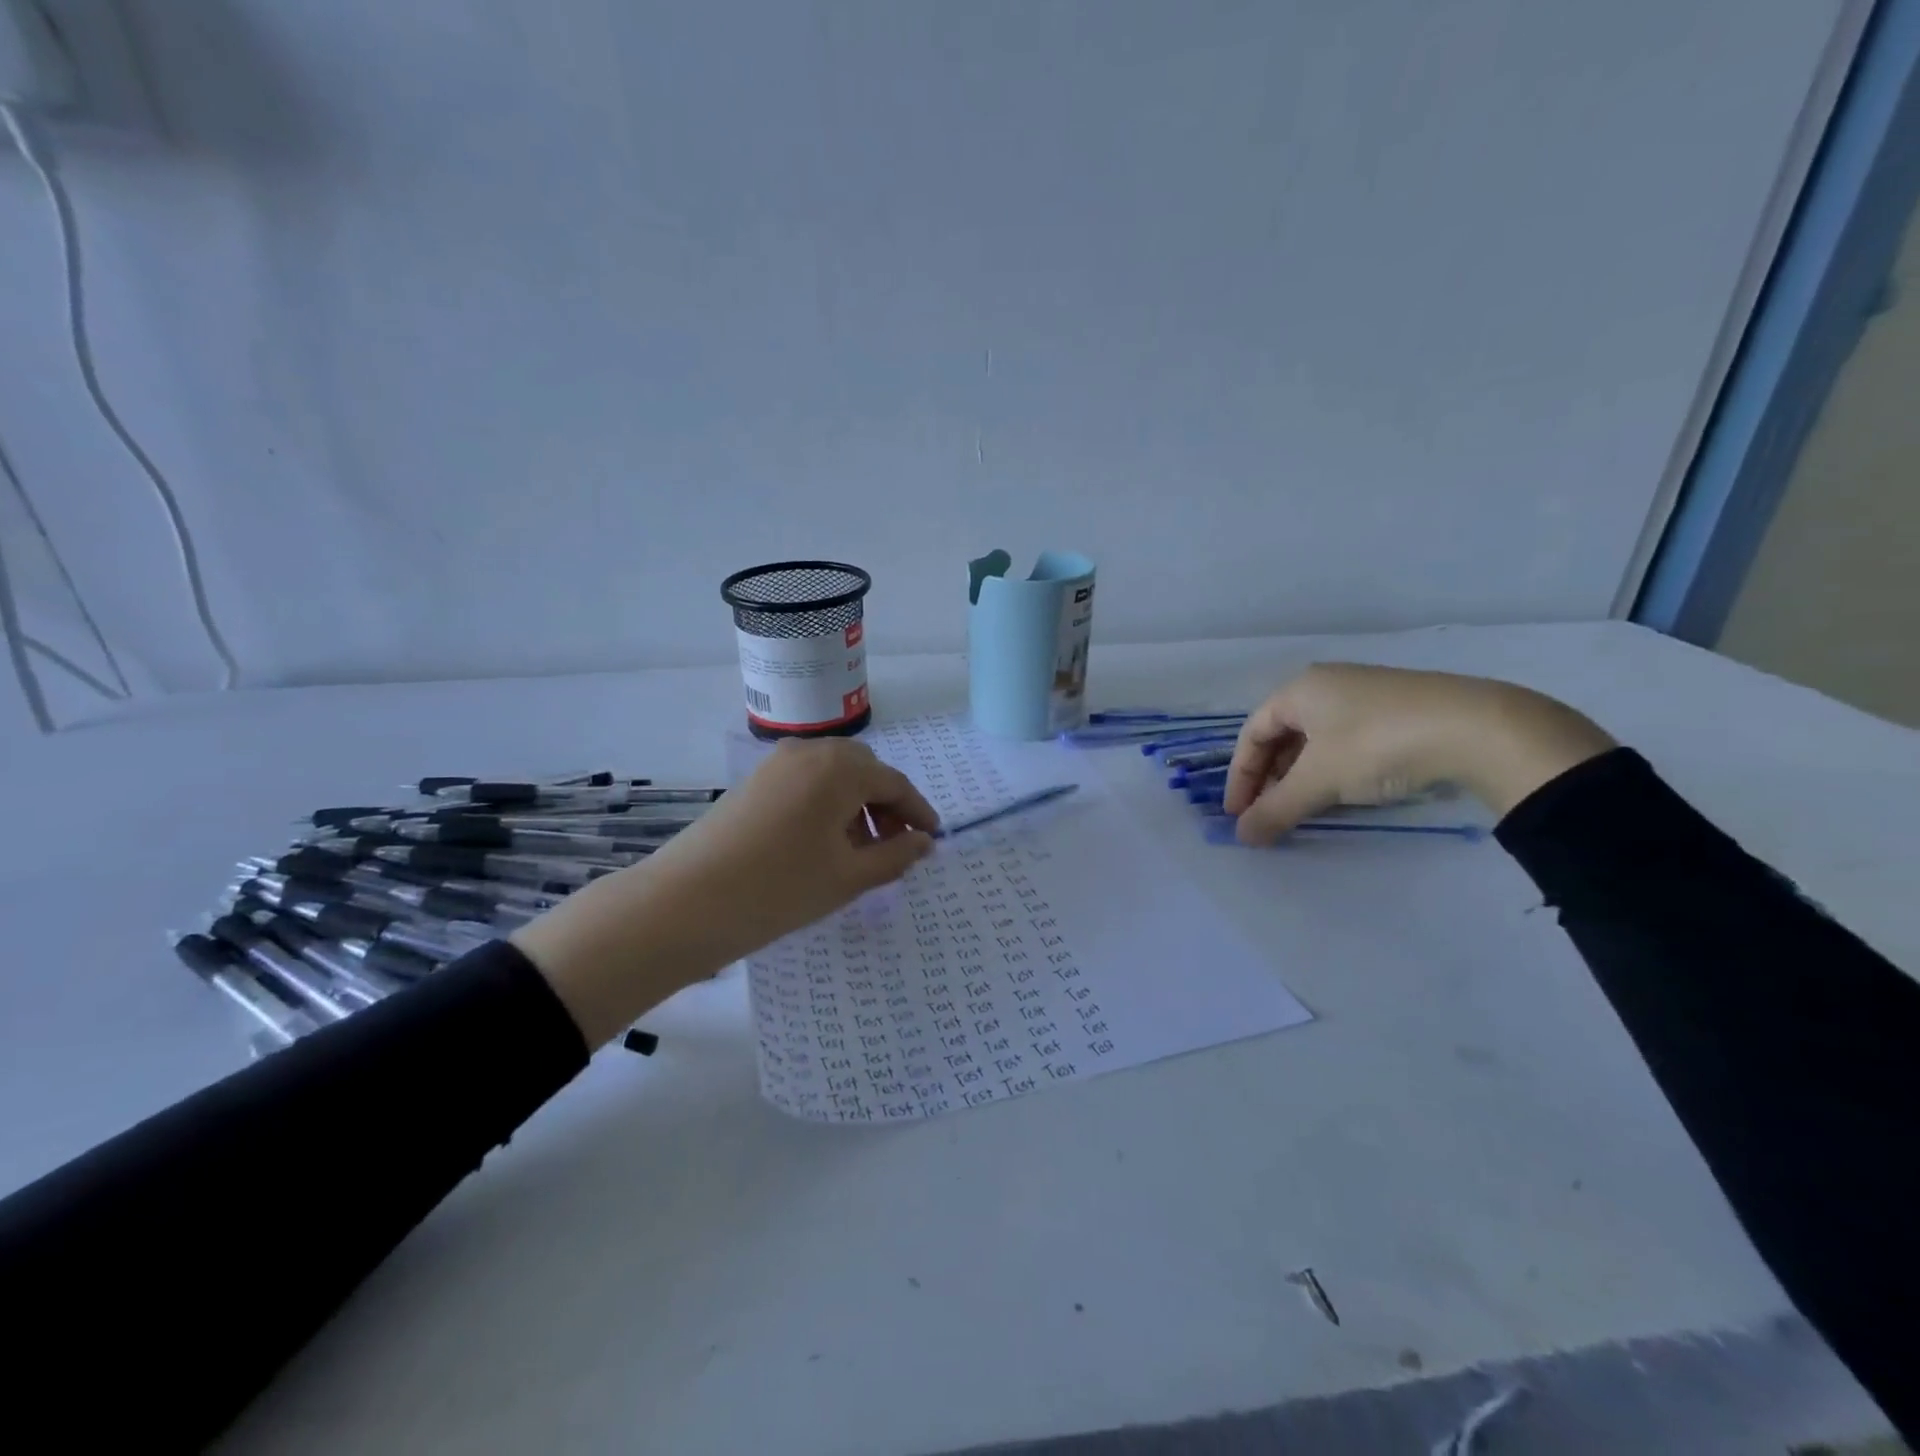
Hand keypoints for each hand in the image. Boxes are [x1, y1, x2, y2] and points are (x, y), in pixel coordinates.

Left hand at [513, 738, 938, 1045]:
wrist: (686, 901)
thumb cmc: (780, 889)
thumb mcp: (848, 877)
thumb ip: (895, 856)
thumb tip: (923, 843)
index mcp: (840, 769)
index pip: (895, 784)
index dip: (918, 813)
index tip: (931, 840)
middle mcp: (811, 752)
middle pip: (865, 771)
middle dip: (886, 805)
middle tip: (893, 846)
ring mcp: (777, 763)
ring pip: (834, 775)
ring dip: (855, 804)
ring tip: (858, 850)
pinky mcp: (754, 780)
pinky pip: (806, 781)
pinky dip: (826, 803)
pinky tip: (822, 842)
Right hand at [1223, 664, 1615, 844]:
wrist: (1478, 728)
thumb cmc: (1376, 745)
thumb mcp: (1319, 781)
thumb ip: (1275, 809)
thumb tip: (1241, 837)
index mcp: (1299, 690)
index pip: (1251, 734)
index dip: (1240, 776)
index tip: (1238, 813)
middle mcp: (1327, 684)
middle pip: (1282, 736)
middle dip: (1269, 778)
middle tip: (1268, 813)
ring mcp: (1365, 695)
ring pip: (1315, 740)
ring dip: (1300, 776)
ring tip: (1302, 807)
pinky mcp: (1398, 710)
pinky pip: (1345, 740)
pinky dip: (1332, 769)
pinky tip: (1343, 791)